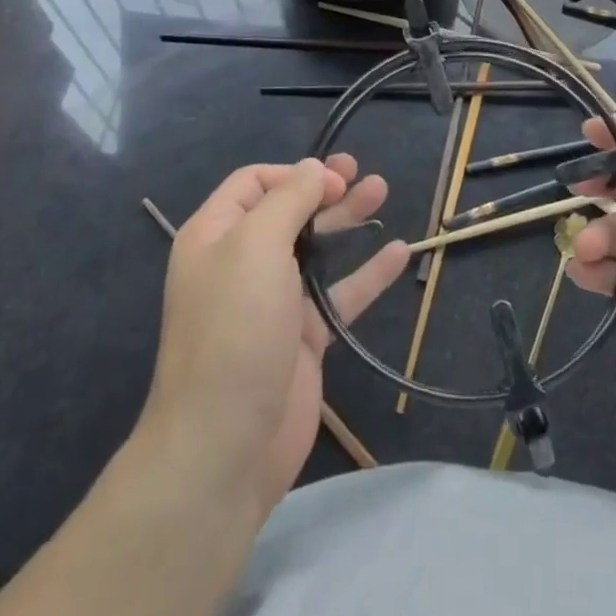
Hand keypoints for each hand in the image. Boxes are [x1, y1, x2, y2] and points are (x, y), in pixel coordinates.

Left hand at [140, 155, 407, 510]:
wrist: (225, 445)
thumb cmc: (235, 328)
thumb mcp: (256, 246)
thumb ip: (288, 200)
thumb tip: (312, 169)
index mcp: (215, 236)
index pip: (254, 183)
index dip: (294, 174)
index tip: (332, 180)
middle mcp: (241, 263)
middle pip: (289, 210)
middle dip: (325, 188)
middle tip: (362, 173)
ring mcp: (274, 301)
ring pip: (317, 247)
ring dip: (348, 219)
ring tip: (382, 190)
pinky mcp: (303, 337)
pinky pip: (340, 294)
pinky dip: (369, 273)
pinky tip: (400, 252)